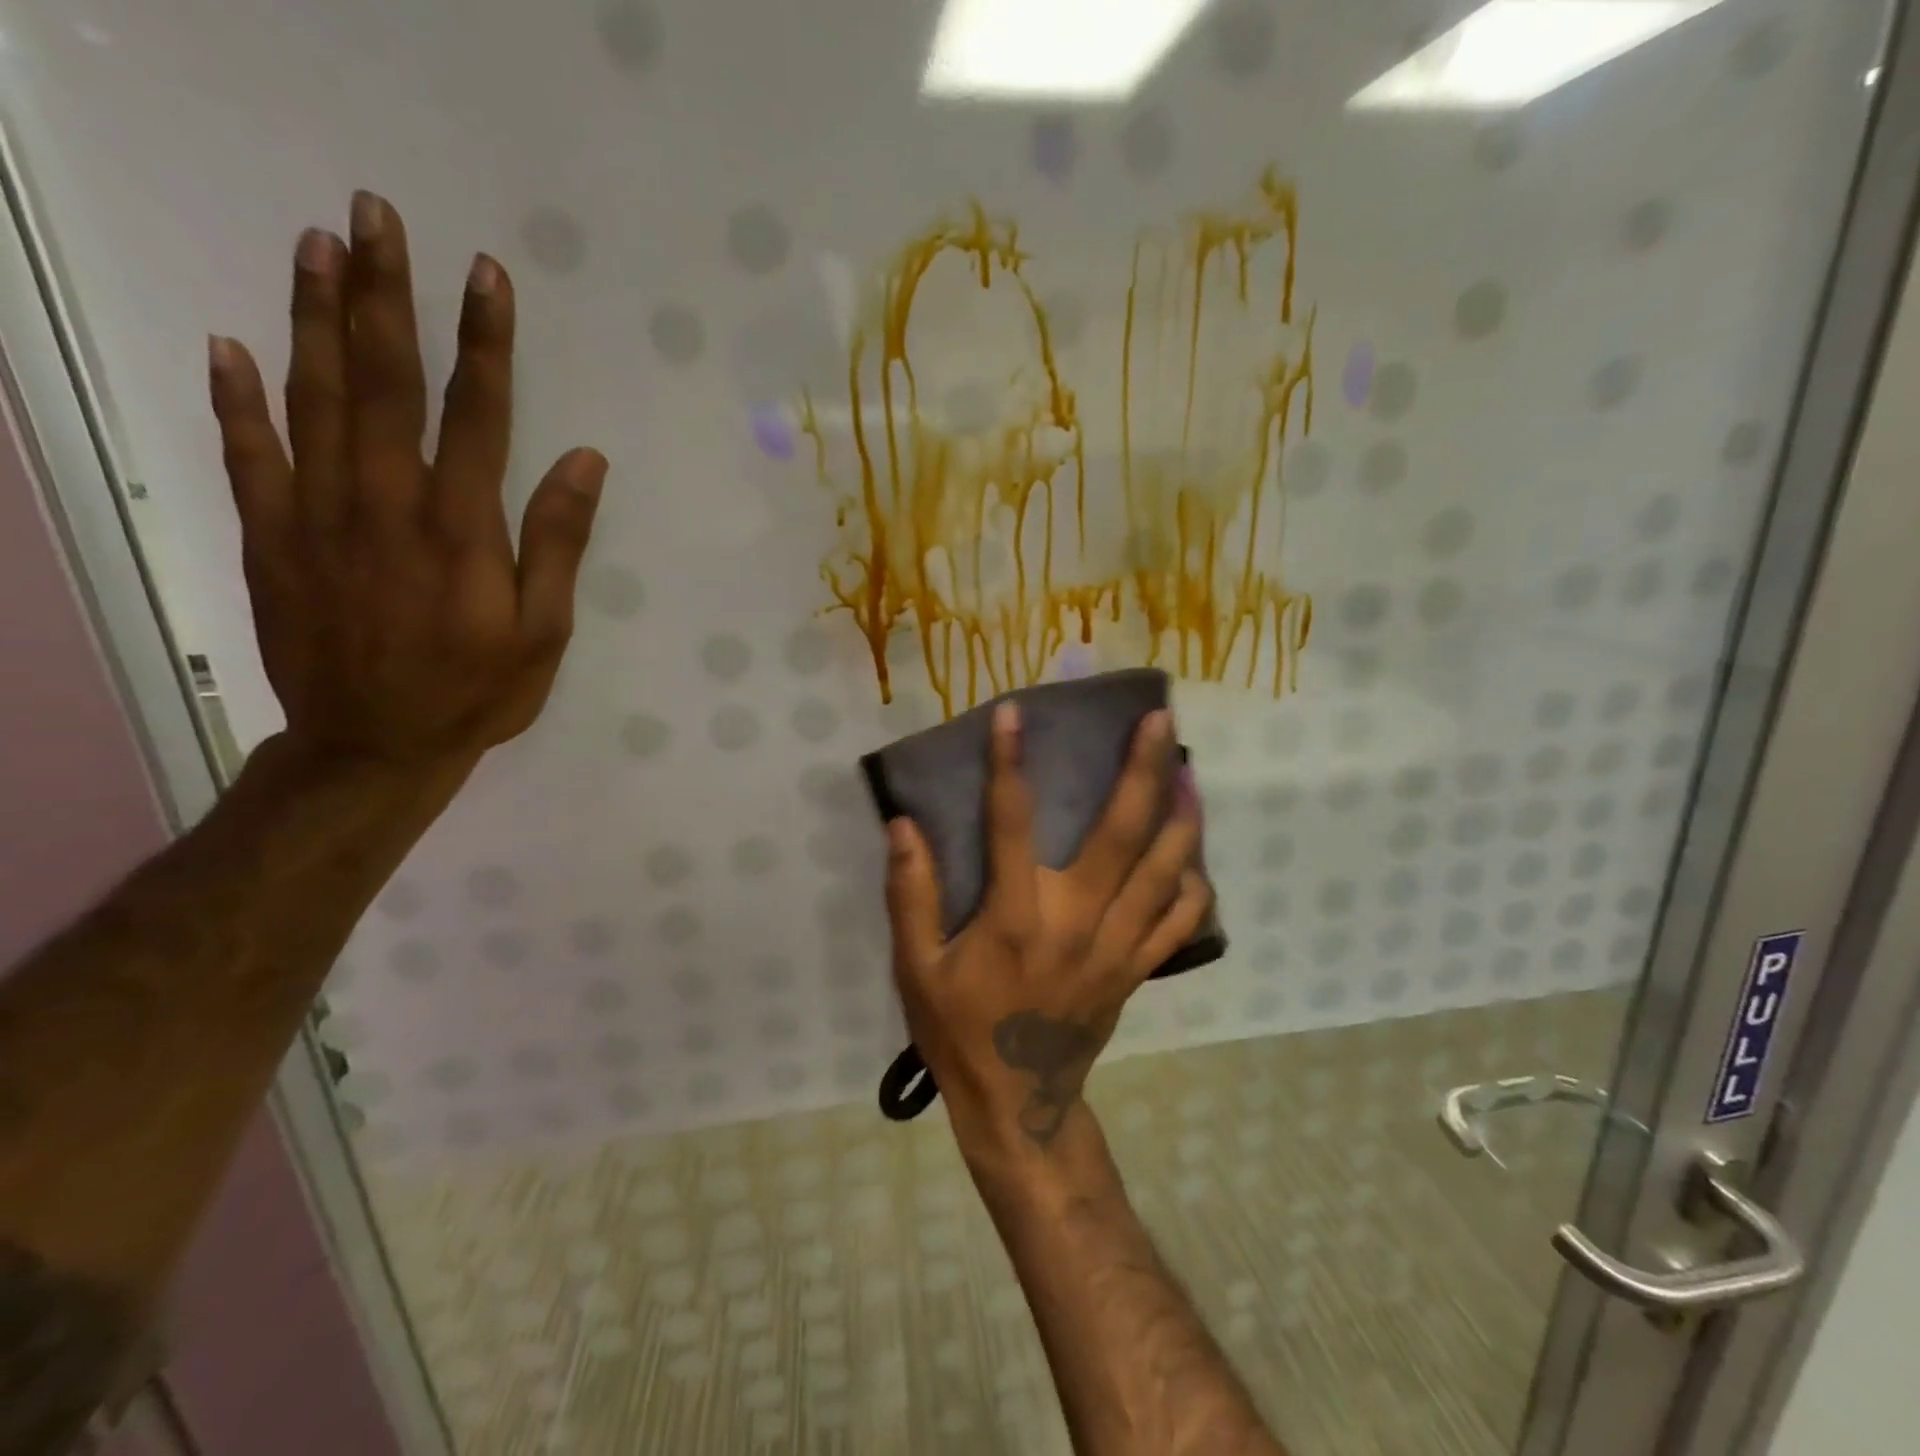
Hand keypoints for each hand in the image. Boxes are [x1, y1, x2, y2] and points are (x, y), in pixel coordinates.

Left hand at [206, 190, 606, 776]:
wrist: (376, 747)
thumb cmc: (478, 692)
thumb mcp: (545, 632)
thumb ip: (557, 543)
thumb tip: (582, 460)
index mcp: (462, 530)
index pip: (476, 415)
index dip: (484, 343)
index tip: (486, 275)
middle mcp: (385, 506)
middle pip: (384, 384)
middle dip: (386, 297)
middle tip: (376, 216)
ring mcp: (317, 518)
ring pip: (314, 400)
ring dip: (315, 320)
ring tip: (316, 246)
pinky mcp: (270, 540)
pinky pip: (247, 457)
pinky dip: (236, 400)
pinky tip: (231, 346)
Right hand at [884, 704, 1212, 1159]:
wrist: (1018, 1104)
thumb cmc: (960, 1031)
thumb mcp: (916, 969)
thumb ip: (910, 895)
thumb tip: (904, 825)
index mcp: (1017, 918)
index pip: (1012, 823)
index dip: (1009, 764)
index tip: (1014, 714)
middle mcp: (1077, 921)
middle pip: (1122, 833)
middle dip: (1143, 769)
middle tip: (1159, 720)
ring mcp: (1117, 946)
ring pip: (1165, 869)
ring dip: (1182, 815)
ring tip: (1189, 768)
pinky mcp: (1137, 969)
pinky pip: (1179, 920)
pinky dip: (1192, 882)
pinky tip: (1193, 853)